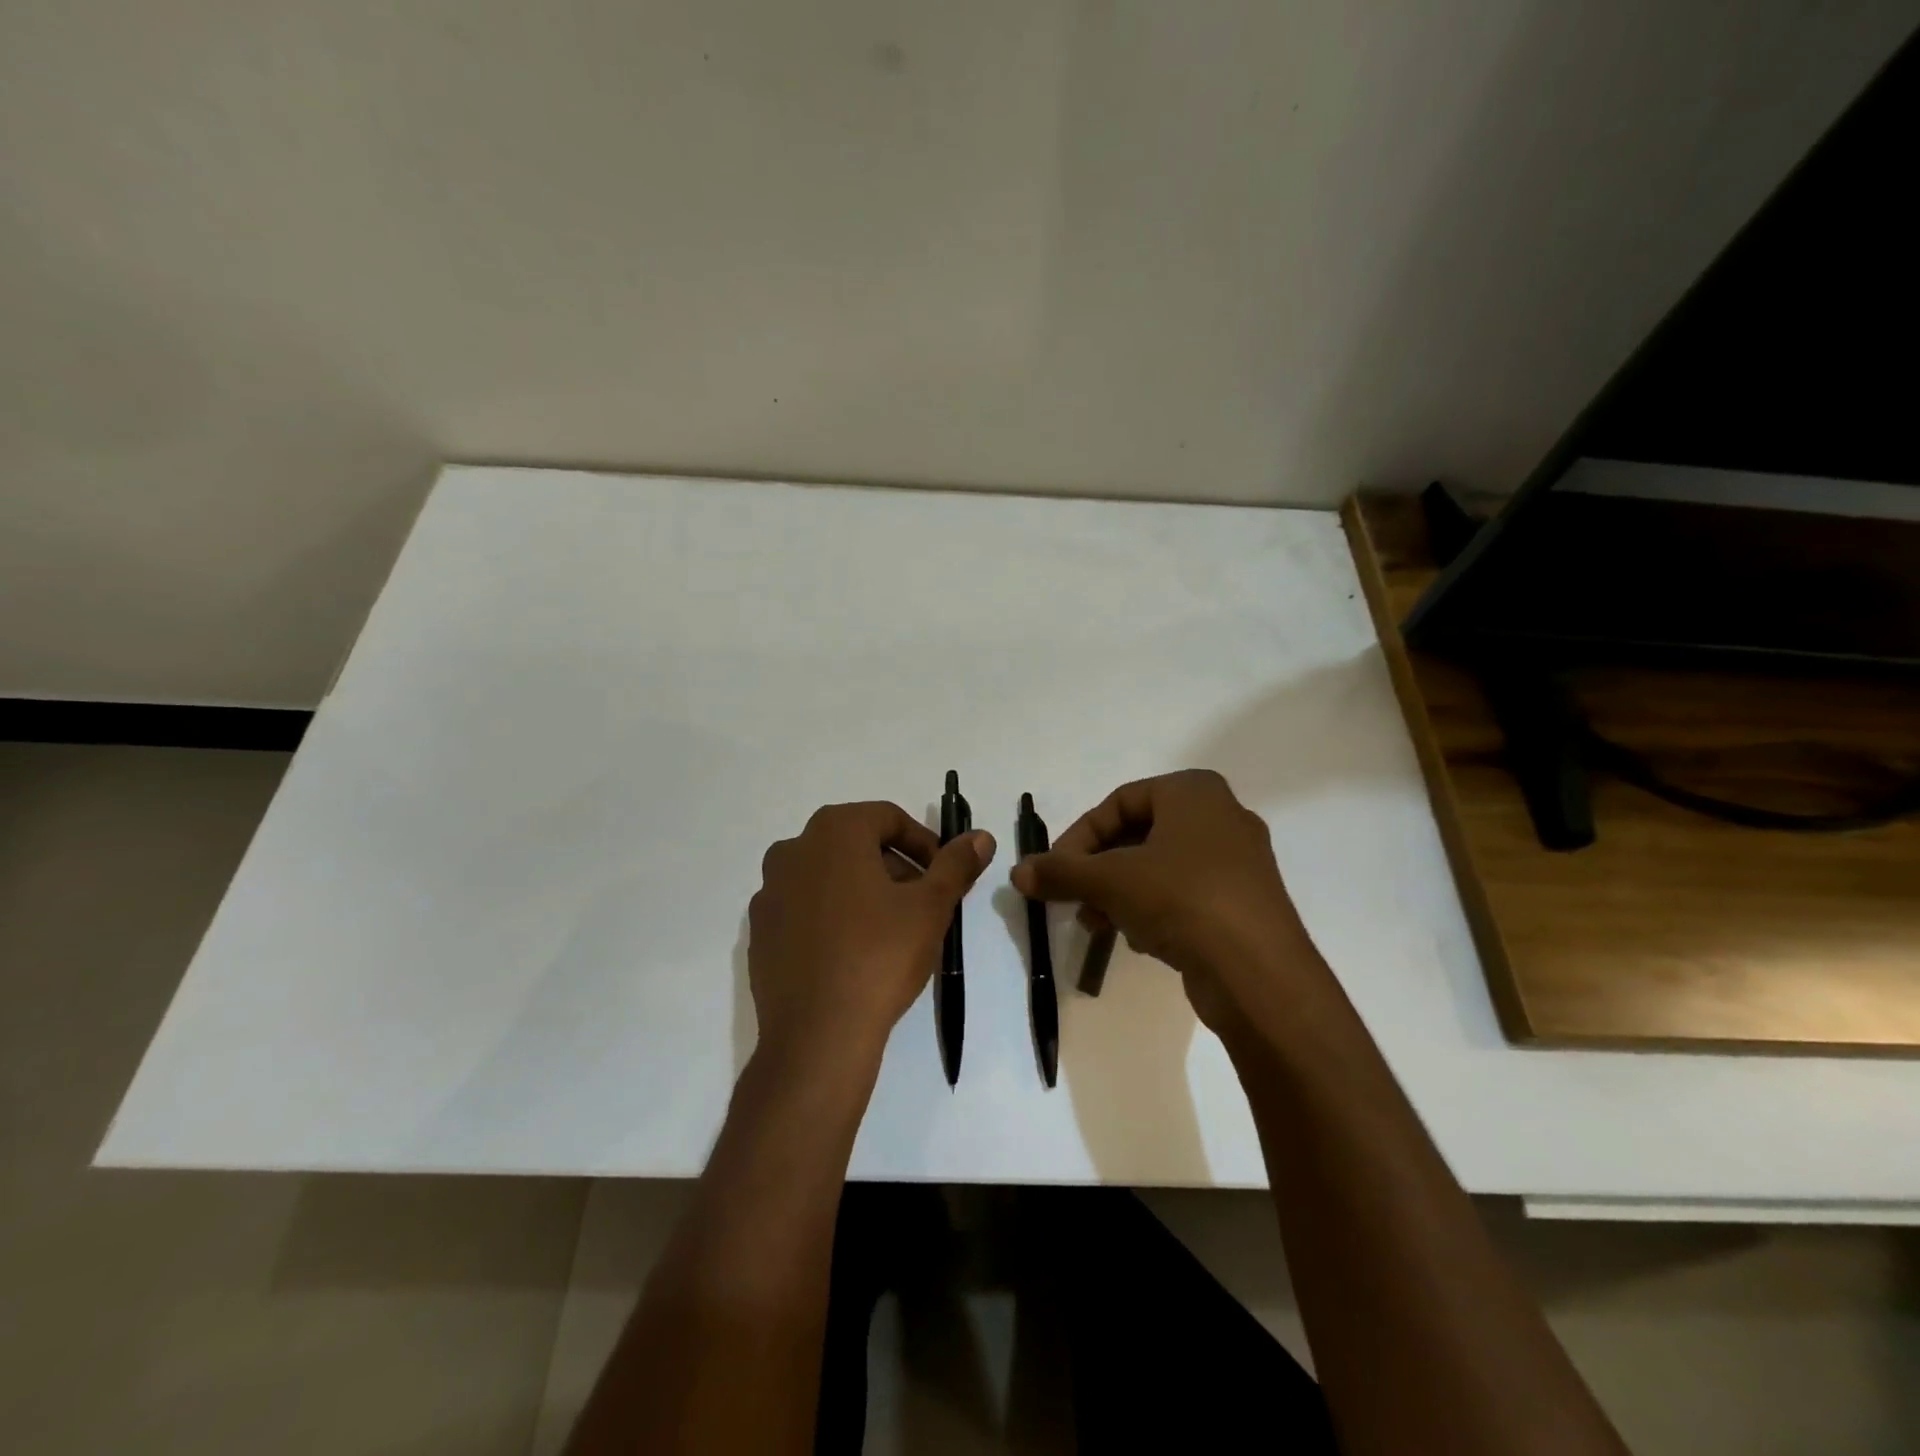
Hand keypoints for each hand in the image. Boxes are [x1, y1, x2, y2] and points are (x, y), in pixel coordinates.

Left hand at [748, 802, 994, 1073]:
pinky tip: (852, 953)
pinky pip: (804, 909)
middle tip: (922, 904)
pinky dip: (831, 916)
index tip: (942, 876)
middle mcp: (793, 849)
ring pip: (828, 876)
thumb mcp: (931, 907)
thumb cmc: (880, 956)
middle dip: (894, 867)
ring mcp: (770, 891)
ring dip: (862, 890)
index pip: (887, 818)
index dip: (923, 843)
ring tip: (890, 930)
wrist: (818, 1035)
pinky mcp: (760, 931)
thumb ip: (956, 864)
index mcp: (833, 831)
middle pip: (856, 844)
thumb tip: (981, 837)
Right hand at [1009, 770, 1322, 1034]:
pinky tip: (1139, 939)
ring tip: (1098, 924)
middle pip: (1138, 835)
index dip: (1078, 837)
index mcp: (1194, 792)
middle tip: (1073, 898)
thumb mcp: (1110, 881)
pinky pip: (1185, 894)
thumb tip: (1018, 872)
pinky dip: (1154, 909)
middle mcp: (1221, 816)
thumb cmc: (1182, 900)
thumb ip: (1061, 872)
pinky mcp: (1243, 902)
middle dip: (1098, 870)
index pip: (1118, 803)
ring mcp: (1238, 861)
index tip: (1055, 871)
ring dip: (1120, 893)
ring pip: (1159, 867)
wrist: (1259, 974)